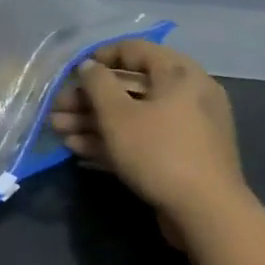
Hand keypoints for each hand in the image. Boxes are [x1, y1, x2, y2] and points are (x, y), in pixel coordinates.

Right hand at [49, 39, 249, 243]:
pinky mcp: (181, 157)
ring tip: (59, 131)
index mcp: (180, 74)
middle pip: (129, 86)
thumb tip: (88, 66)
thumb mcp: (118, 115)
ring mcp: (185, 128)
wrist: (207, 214)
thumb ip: (97, 84)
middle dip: (88, 98)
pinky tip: (78, 149)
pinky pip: (143, 138)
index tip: (72, 72)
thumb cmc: (159, 152)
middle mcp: (187, 95)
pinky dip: (113, 140)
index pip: (135, 50)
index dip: (100, 56)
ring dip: (93, 121)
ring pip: (133, 115)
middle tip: (57, 109)